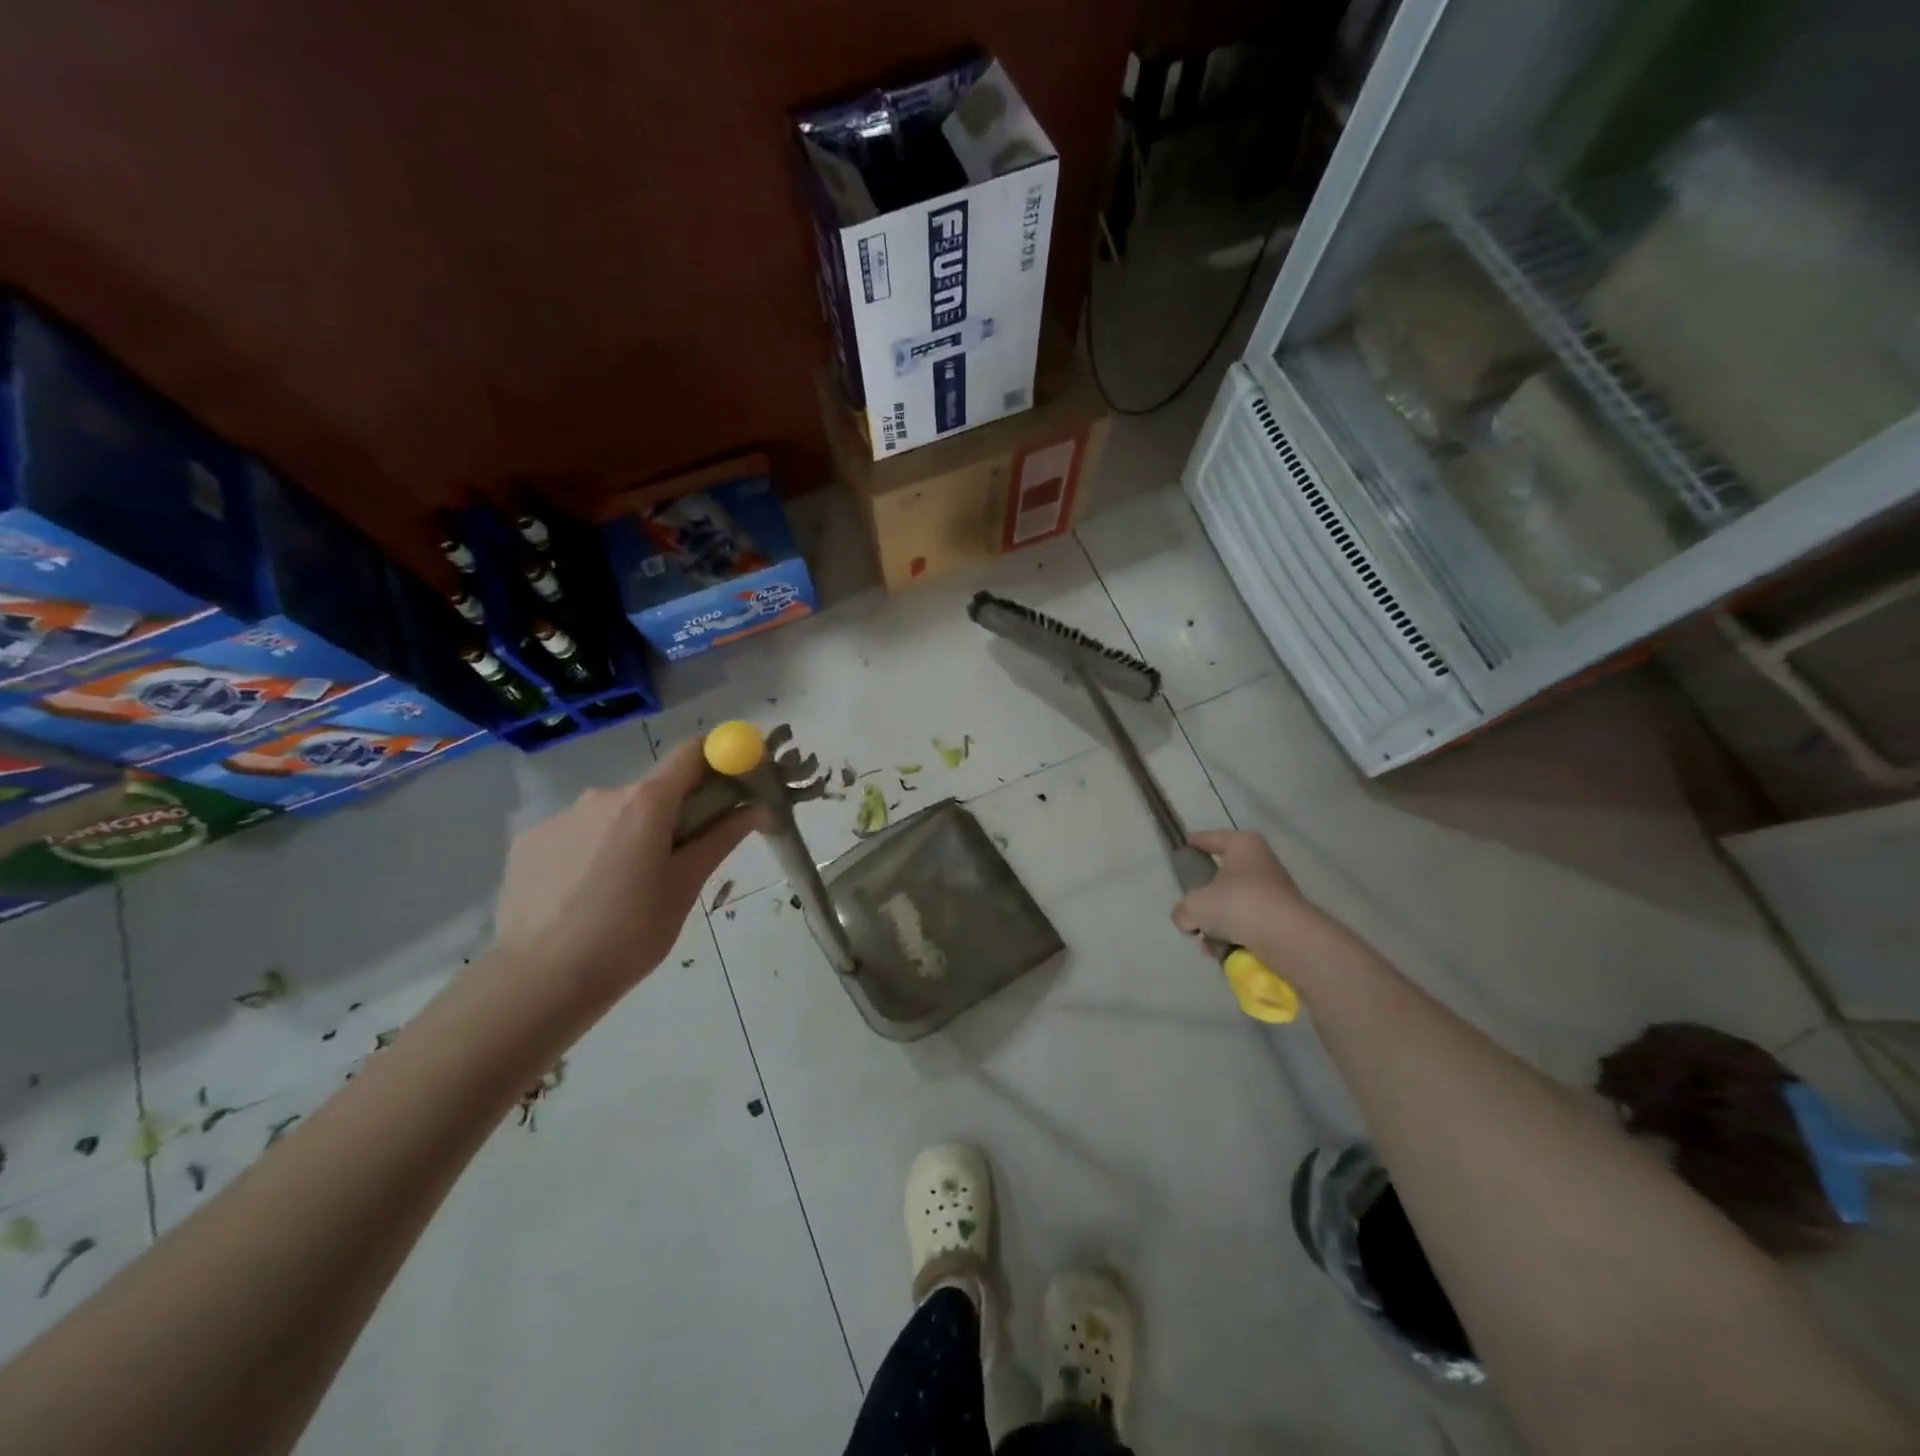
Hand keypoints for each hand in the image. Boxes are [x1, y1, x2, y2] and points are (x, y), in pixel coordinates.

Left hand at [494, 738, 767, 1001]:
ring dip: (631, 834)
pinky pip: (578, 833)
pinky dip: (593, 851)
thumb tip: (756, 808)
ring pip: (615, 813)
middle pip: (654, 788)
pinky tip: (587, 896)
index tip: (735, 785)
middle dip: (675, 812)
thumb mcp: (686, 886)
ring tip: (627, 889)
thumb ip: (720, 838)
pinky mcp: (530, 841)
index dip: (720, 759)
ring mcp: (561, 816)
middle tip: (681, 860)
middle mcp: (603, 794)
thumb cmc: (629, 933)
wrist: (539, 981)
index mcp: (647, 801)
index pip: (692, 752)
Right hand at [1172, 830, 1347, 975]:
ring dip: (1219, 924)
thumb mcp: (1195, 906)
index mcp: (1242, 845)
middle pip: (1224, 877)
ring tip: (1207, 943)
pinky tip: (1224, 952)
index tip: (1184, 848)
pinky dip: (1236, 936)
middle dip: (1206, 899)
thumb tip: (1188, 920)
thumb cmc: (1238, 904)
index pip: (1213, 838)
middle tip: (1192, 913)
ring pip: (1236, 904)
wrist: (1287, 938)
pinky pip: (1250, 923)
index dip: (1196, 842)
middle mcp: (1262, 863)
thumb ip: (1183, 911)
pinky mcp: (1283, 918)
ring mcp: (1276, 891)